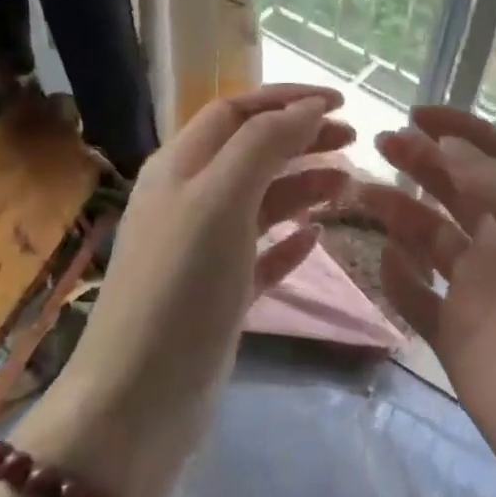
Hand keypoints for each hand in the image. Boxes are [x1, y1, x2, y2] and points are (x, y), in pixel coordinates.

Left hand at [30, 85, 353, 496]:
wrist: (141, 397)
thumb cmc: (181, 288)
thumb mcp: (219, 201)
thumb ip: (262, 146)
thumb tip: (307, 107)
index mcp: (180, 169)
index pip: (236, 113)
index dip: (286, 99)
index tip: (342, 102)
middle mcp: (188, 202)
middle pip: (251, 152)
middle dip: (301, 139)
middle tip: (354, 143)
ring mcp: (203, 251)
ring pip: (260, 202)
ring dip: (302, 186)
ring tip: (348, 187)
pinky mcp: (219, 295)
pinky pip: (261, 255)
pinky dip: (290, 240)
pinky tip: (317, 237)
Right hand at [359, 108, 495, 496]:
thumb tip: (453, 149)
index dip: (462, 132)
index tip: (417, 113)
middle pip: (458, 192)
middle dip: (423, 163)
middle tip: (380, 143)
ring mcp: (477, 293)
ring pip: (429, 238)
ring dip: (399, 213)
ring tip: (362, 193)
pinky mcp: (453, 334)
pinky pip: (415, 295)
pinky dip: (397, 276)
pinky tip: (382, 261)